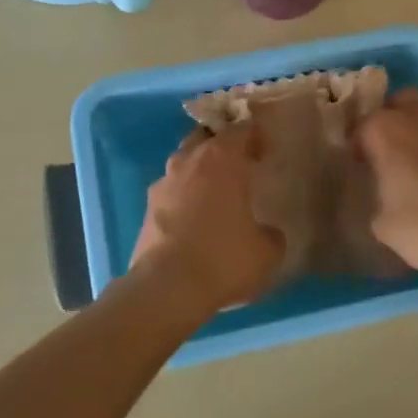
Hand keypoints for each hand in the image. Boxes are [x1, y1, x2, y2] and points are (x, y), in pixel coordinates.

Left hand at [130, 127, 284, 314]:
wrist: (167, 287)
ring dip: (198, 170)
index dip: (254, 136)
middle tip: (239, 165)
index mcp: (222, 159)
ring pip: (183, 162)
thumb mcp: (268, 251)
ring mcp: (163, 183)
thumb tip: (267, 232)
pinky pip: (170, 191)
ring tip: (214, 193)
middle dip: (221, 146)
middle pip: (205, 138)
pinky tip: (193, 218)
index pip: (240, 129)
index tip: (264, 150)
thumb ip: (271, 233)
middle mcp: (189, 161)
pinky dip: (182, 197)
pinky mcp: (147, 208)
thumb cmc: (224, 258)